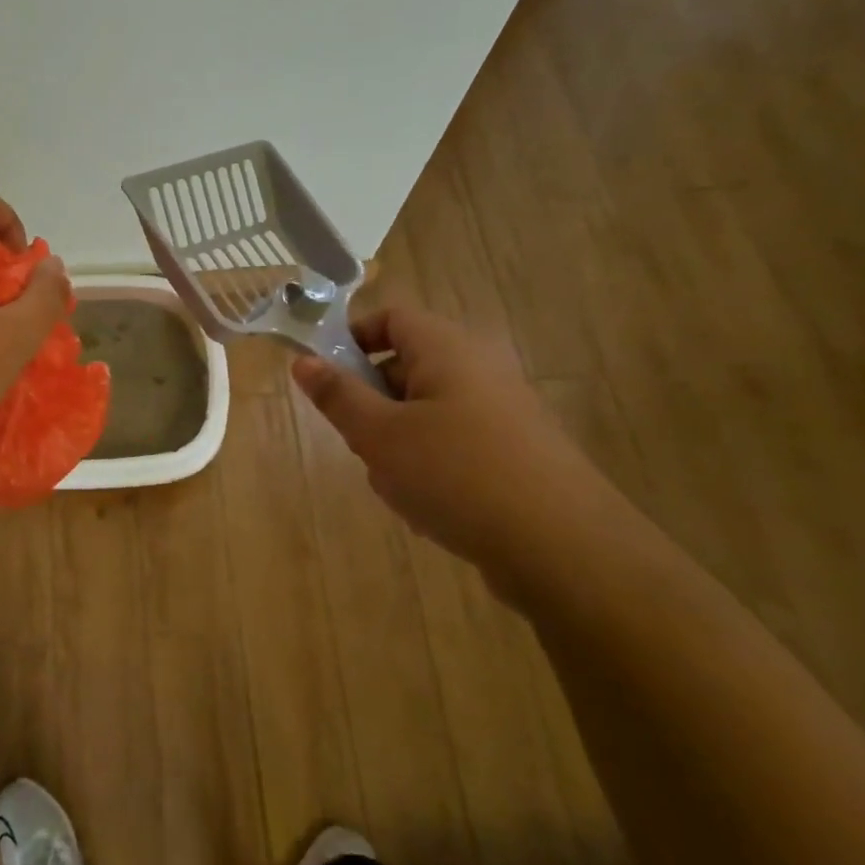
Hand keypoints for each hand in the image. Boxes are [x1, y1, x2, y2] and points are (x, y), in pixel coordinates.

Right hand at [291, 304, 621, 593]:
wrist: (561, 546)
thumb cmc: (455, 474)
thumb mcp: (379, 435)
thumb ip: (337, 396)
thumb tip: (303, 361)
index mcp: (448, 349)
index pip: (392, 318)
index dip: (352, 338)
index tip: (326, 378)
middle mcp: (479, 368)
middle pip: (406, 366)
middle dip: (371, 403)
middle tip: (359, 442)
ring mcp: (503, 411)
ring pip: (425, 411)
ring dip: (397, 441)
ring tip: (396, 485)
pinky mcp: (515, 451)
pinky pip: (454, 442)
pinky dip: (430, 464)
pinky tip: (429, 507)